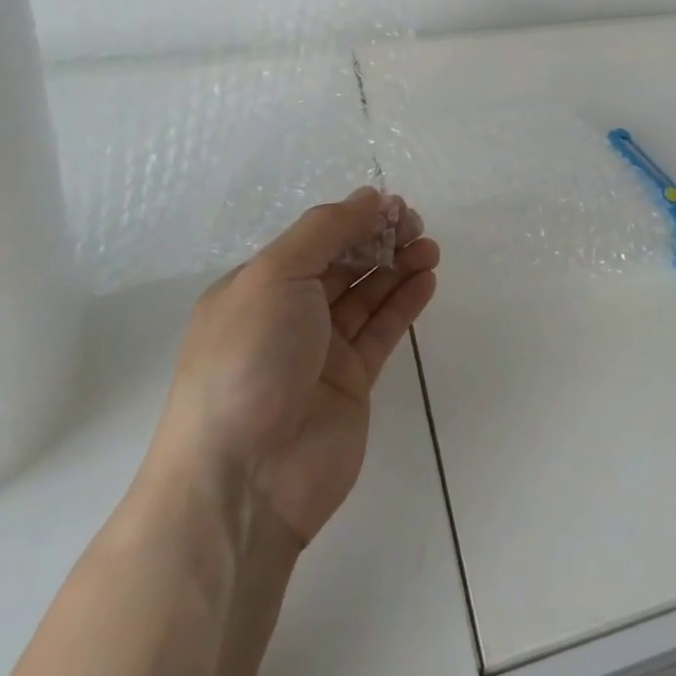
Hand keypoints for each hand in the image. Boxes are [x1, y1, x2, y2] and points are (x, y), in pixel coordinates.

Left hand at [141, 188, 439, 547]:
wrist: (245, 478)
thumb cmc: (249, 359)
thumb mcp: (275, 275)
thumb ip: (324, 231)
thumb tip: (368, 197)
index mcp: (258, 286)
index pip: (314, 239)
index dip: (355, 219)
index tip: (394, 206)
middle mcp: (288, 314)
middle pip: (343, 263)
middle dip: (380, 239)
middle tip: (416, 227)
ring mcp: (321, 351)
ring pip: (367, 295)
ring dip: (398, 266)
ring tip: (430, 249)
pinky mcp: (351, 382)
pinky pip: (382, 331)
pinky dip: (404, 302)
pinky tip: (427, 279)